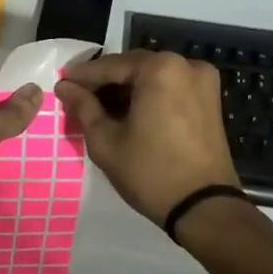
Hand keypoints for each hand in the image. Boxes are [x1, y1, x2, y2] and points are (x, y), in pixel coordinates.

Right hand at [55, 51, 240, 223]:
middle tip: (78, 96)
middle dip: (105, 82)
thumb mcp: (106, 141)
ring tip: (99, 108)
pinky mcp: (210, 99)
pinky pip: (170, 87)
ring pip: (151, 77)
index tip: (61, 84)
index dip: (82, 76)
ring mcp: (203, 81)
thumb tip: (64, 86)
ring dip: (126, 89)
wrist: (204, 209)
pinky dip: (147, 95)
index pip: (110, 66)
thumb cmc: (150, 172)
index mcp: (160, 68)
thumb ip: (83, 106)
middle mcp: (185, 64)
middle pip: (133, 67)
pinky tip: (127, 112)